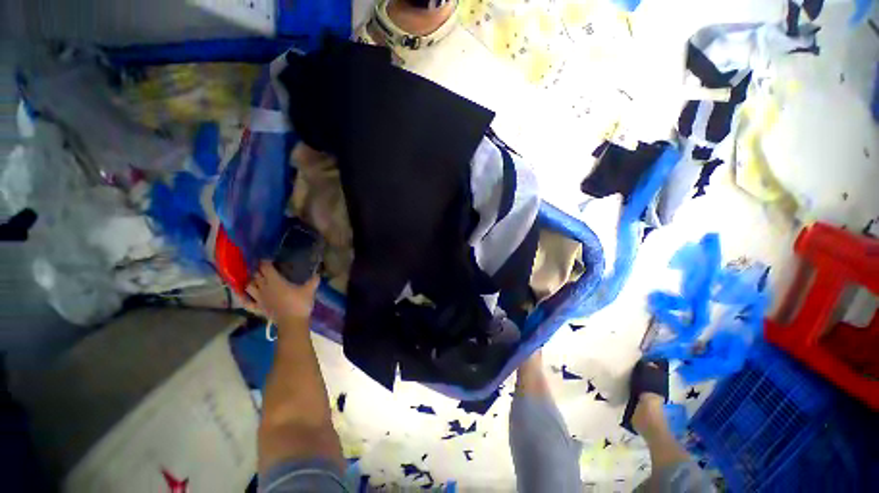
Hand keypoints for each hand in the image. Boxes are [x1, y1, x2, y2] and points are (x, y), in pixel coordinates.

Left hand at [244, 261, 318, 326]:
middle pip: (256, 275)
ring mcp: (259, 298)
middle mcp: (264, 287)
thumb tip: (318, 273)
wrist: (292, 322)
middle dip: (260, 271)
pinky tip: (245, 296)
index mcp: (275, 280)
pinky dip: (244, 298)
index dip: (265, 262)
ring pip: (249, 286)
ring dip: (252, 282)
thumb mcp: (310, 290)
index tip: (269, 260)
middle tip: (266, 269)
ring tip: (257, 281)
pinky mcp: (258, 308)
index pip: (265, 267)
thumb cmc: (300, 303)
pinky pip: (247, 302)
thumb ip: (313, 280)